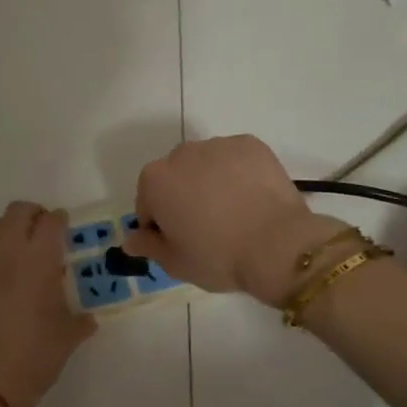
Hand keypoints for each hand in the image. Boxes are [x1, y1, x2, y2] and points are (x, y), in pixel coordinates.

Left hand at [0, 202, 96, 406]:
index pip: (50, 222)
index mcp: (38, 261)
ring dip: (11, 232)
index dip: (60, 220)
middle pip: (16, 213)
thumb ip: (80, 321)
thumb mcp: (67, 339)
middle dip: (33, 215)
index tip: (66, 227)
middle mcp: (6, 255)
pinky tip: (5, 286)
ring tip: (24, 256)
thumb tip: (87, 319)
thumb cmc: (34, 358)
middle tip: (45, 233)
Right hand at [120, 136, 349, 305]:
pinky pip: (235, 159)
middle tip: (207, 227)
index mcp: (155, 180)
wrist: (277, 245)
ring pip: (206, 164)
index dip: (161, 224)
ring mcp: (218, 145)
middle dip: (184, 196)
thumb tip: (130, 239)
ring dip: (211, 182)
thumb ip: (148, 246)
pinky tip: (252, 198)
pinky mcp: (250, 144)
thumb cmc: (218, 257)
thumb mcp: (175, 262)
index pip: (148, 202)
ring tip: (234, 212)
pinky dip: (238, 173)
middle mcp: (181, 153)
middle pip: (175, 177)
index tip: (180, 241)